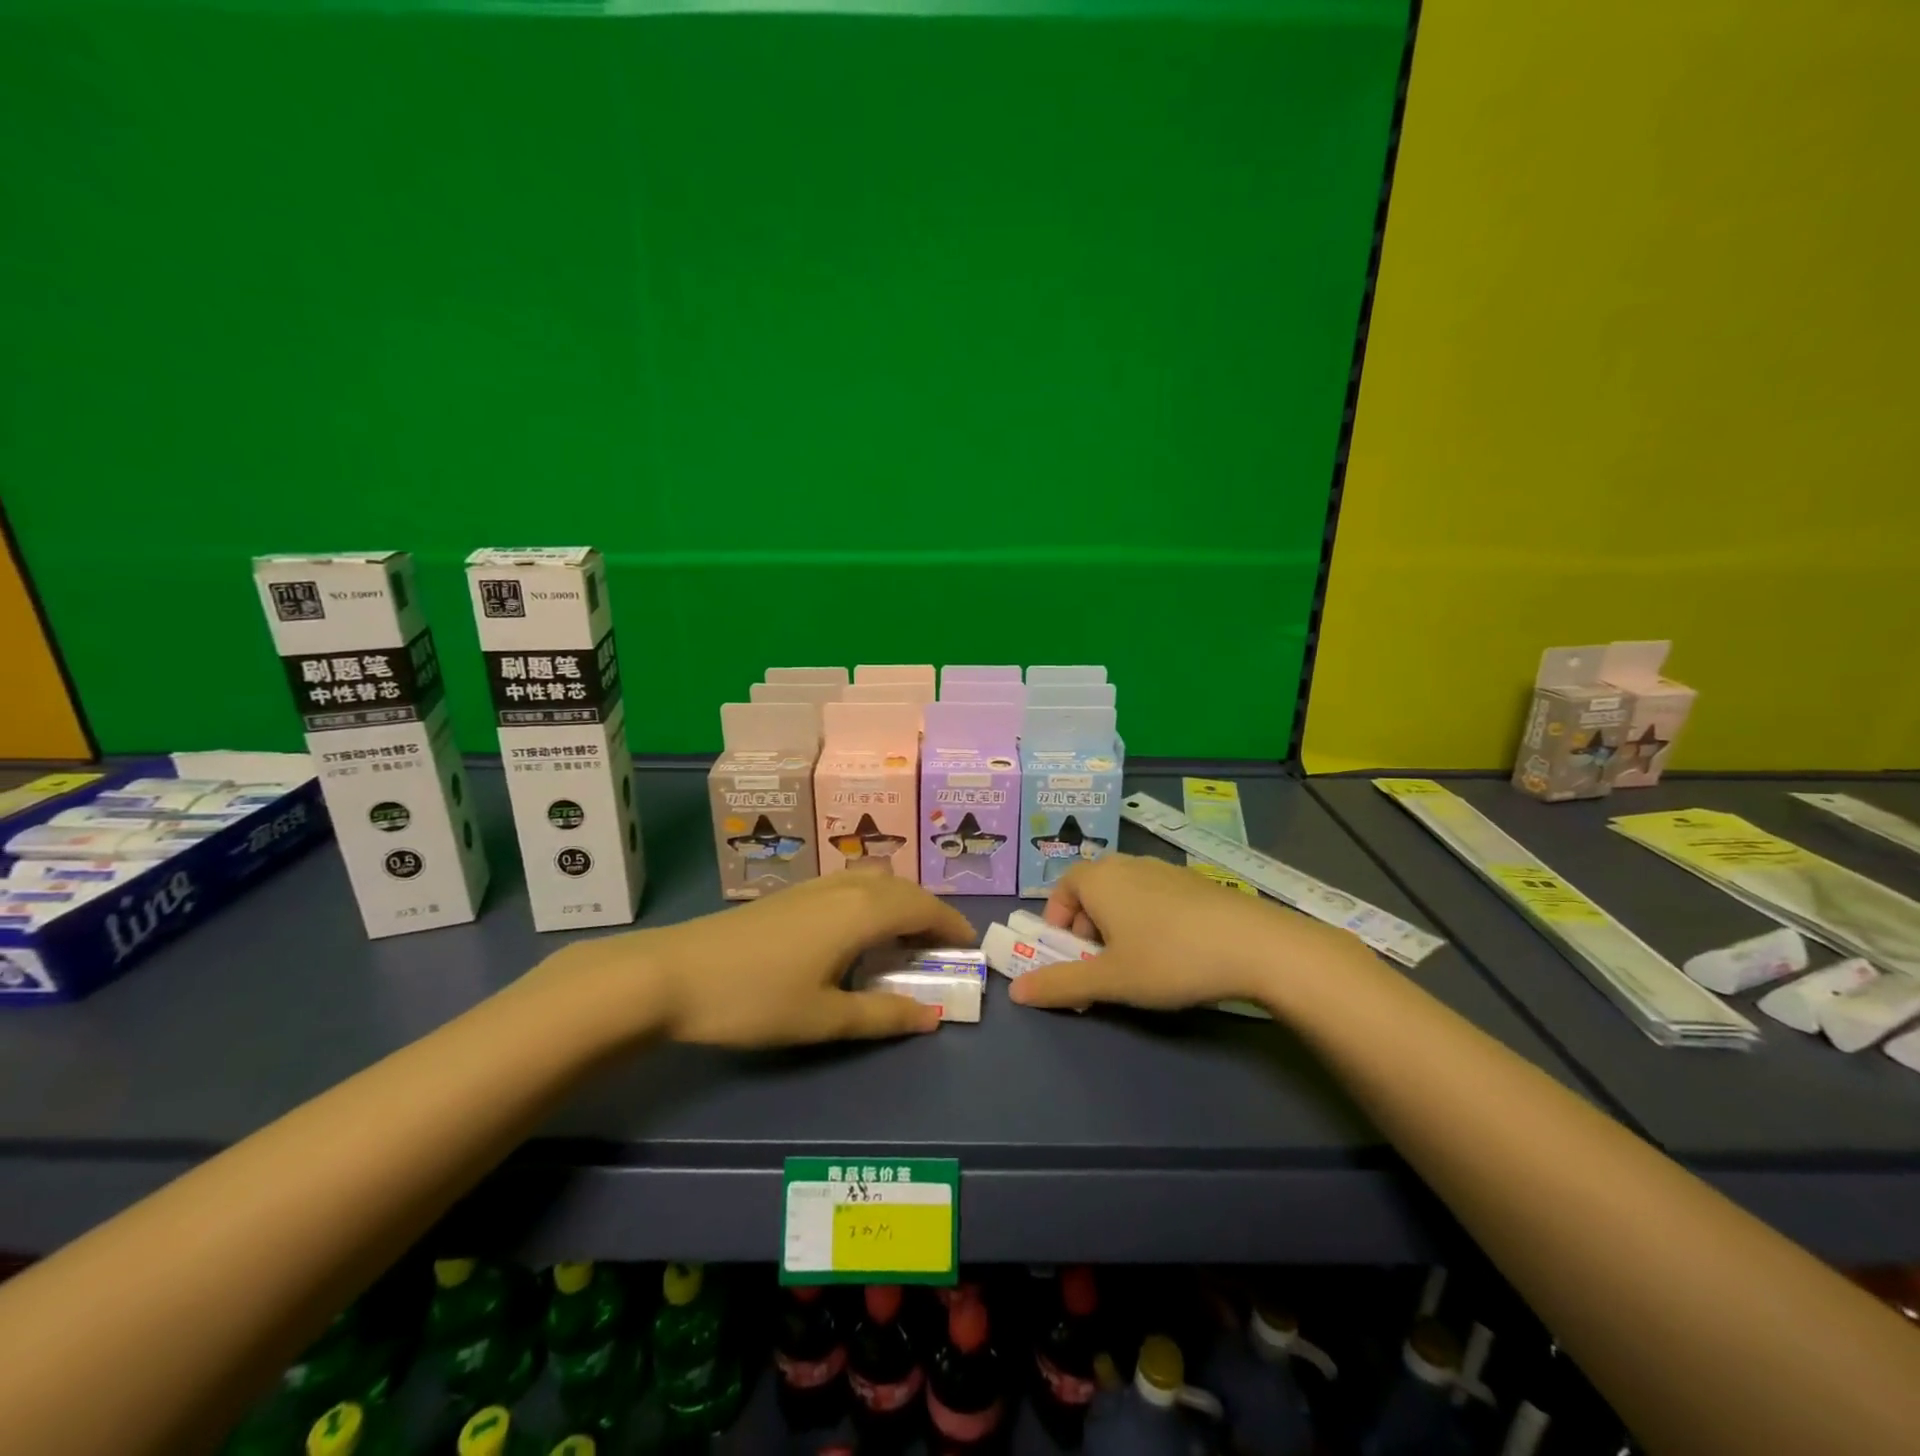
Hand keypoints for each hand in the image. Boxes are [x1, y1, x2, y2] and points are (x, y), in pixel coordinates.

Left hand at [537, 873, 977, 1048]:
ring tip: (905, 940)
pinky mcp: (791, 893)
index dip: (951, 924)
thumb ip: (883, 1015)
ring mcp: (814, 886)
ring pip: (875, 883)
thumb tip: (934, 1016)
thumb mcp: (824, 1017)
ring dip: (900, 904)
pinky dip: (873, 901)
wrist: (673, 973)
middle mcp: (845, 888)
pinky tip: (857, 931)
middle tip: (941, 948)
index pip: (923, 907)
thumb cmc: (755, 998)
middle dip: (929, 913)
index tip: (969, 947)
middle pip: (902, 889)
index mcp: (862, 912)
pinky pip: (851, 886)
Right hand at [1008, 853, 1369, 1012]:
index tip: (1067, 955)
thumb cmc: (1169, 958)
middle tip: (1099, 965)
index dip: (1056, 921)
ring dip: (1117, 925)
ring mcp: (1164, 870)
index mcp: (1099, 878)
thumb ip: (1060, 984)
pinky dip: (1148, 920)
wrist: (1256, 945)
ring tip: (1136, 963)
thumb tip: (1016, 993)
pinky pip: (1154, 897)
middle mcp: (1127, 864)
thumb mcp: (1109, 980)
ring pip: (1124, 894)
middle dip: (1086, 927)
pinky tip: (1173, 953)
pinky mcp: (1195, 882)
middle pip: (1092, 890)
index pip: (1061, 888)